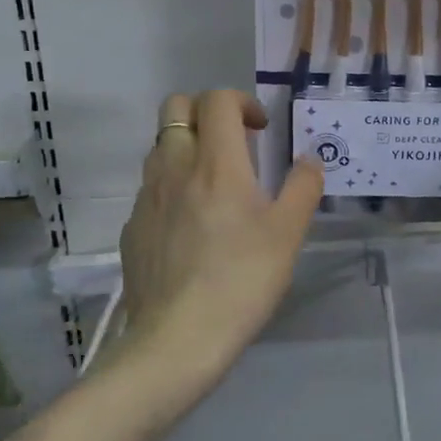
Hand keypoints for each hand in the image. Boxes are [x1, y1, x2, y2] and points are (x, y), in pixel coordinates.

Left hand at [119, 91, 322, 378]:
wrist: (177, 339)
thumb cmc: (242, 279)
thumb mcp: (289, 234)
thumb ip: (303, 187)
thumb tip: (309, 159)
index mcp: (216, 163)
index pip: (217, 100)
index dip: (242, 102)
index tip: (261, 130)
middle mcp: (174, 168)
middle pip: (176, 107)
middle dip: (206, 111)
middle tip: (233, 142)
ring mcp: (146, 197)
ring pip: (160, 146)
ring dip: (187, 146)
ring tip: (214, 183)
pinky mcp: (132, 227)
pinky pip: (150, 187)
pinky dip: (172, 186)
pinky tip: (191, 225)